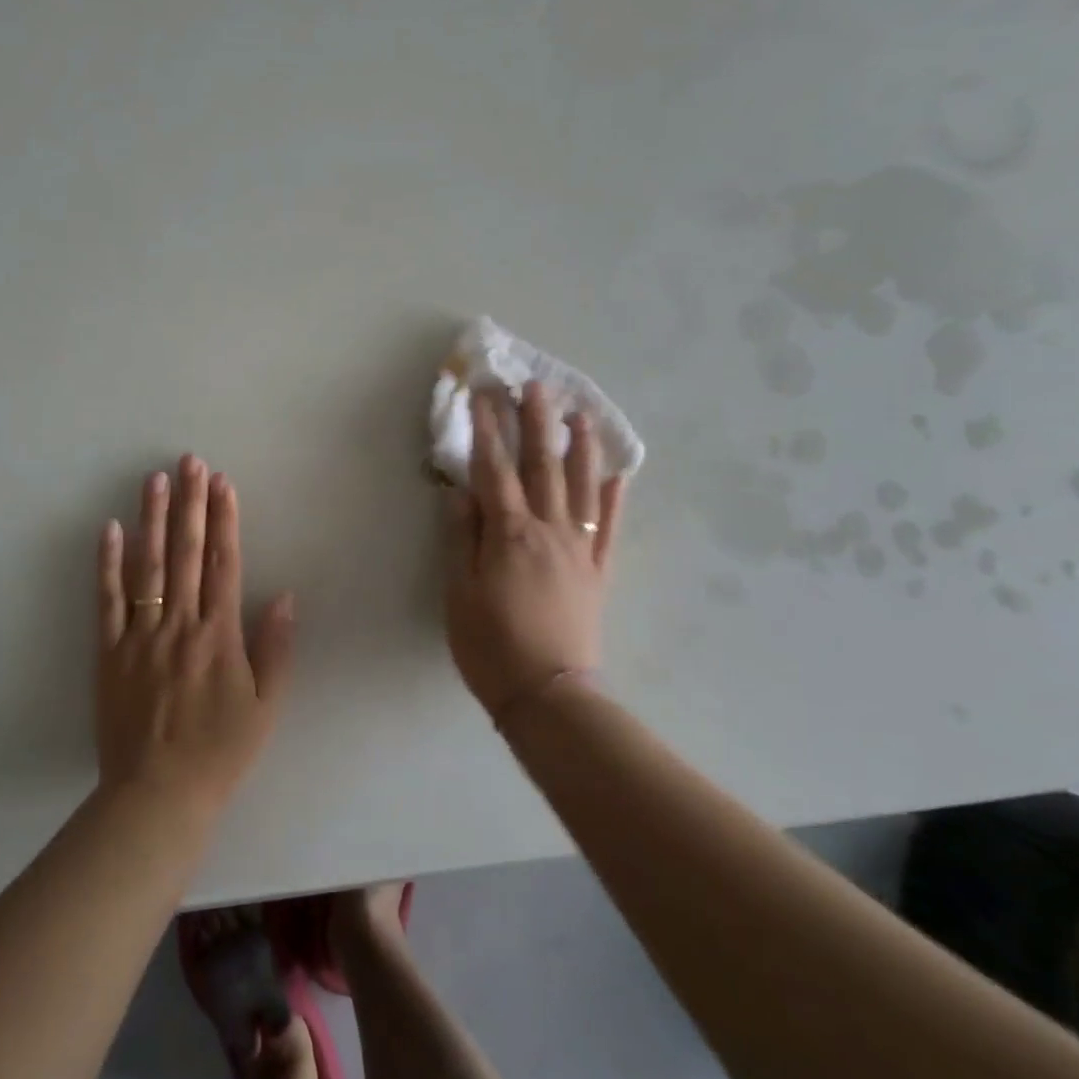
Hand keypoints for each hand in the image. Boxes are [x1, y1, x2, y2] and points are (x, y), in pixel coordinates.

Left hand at [95, 455, 296, 818]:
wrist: (157, 794)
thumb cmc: (219, 752)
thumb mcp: (264, 707)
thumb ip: (275, 649)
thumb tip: (284, 596)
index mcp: (219, 636)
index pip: (223, 564)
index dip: (224, 520)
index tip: (223, 483)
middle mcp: (180, 625)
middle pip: (185, 554)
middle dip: (190, 504)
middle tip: (190, 461)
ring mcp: (140, 636)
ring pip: (147, 567)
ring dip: (152, 519)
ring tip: (155, 479)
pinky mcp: (109, 652)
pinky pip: (107, 601)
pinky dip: (108, 564)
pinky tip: (111, 529)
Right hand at [444, 381, 623, 721]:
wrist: (547, 693)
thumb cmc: (489, 644)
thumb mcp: (458, 591)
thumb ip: (460, 537)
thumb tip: (459, 491)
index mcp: (509, 534)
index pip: (494, 470)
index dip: (487, 430)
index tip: (483, 395)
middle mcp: (549, 530)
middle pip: (542, 467)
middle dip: (537, 423)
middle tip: (536, 385)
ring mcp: (579, 550)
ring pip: (583, 488)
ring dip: (581, 448)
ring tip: (582, 415)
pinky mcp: (598, 572)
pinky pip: (609, 528)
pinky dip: (614, 500)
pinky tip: (620, 477)